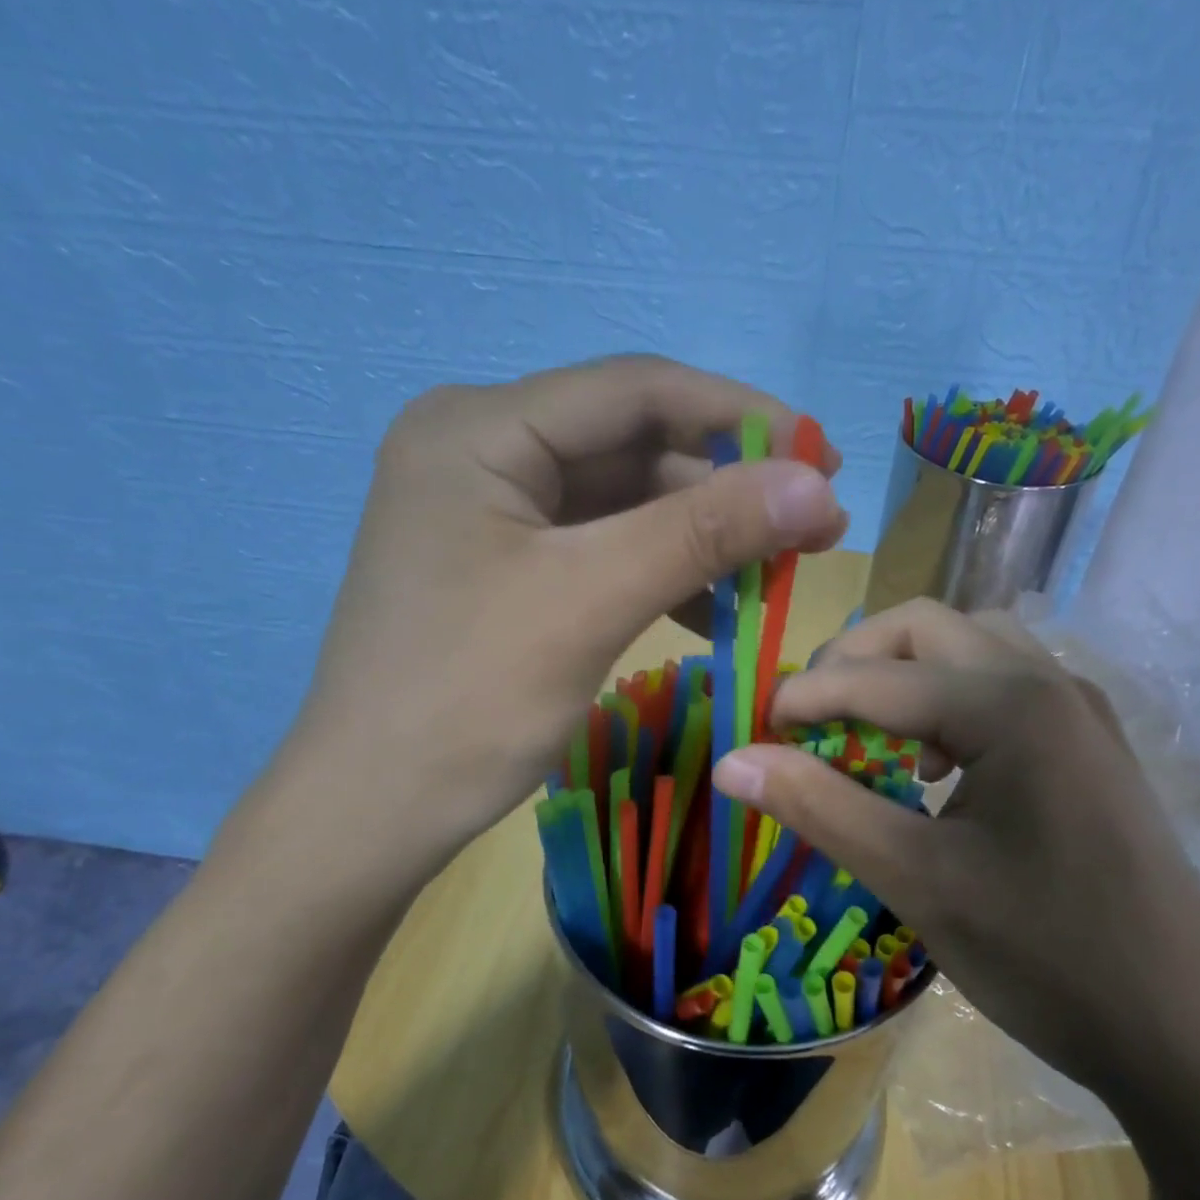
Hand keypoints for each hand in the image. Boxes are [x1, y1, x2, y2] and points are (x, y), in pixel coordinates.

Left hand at [249, 355, 845, 904]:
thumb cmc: (469, 700)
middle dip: (725, 488)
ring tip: (774, 575)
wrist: (374, 810)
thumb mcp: (592, 600)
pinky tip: (711, 610)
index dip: (740, 417)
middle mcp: (478, 452)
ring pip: (621, 503)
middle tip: (814, 530)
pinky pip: (598, 550)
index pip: (634, 390)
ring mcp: (487, 515)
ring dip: (699, 536)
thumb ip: (705, 531)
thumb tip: (821, 485)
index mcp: (479, 430)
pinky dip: (658, 573)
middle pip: (630, 445)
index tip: (825, 459)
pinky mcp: (500, 569)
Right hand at [710, 598, 1199, 1097]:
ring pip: (967, 648)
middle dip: (851, 663)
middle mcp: (1049, 683)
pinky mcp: (1088, 746)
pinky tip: (933, 769)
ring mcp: (1078, 711)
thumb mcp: (917, 880)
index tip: (752, 733)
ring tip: (868, 740)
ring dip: (901, 676)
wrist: (1192, 1035)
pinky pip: (1001, 686)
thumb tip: (732, 761)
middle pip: (924, 628)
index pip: (875, 676)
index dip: (802, 698)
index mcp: (1010, 705)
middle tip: (806, 723)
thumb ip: (820, 807)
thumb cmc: (1048, 956)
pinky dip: (946, 702)